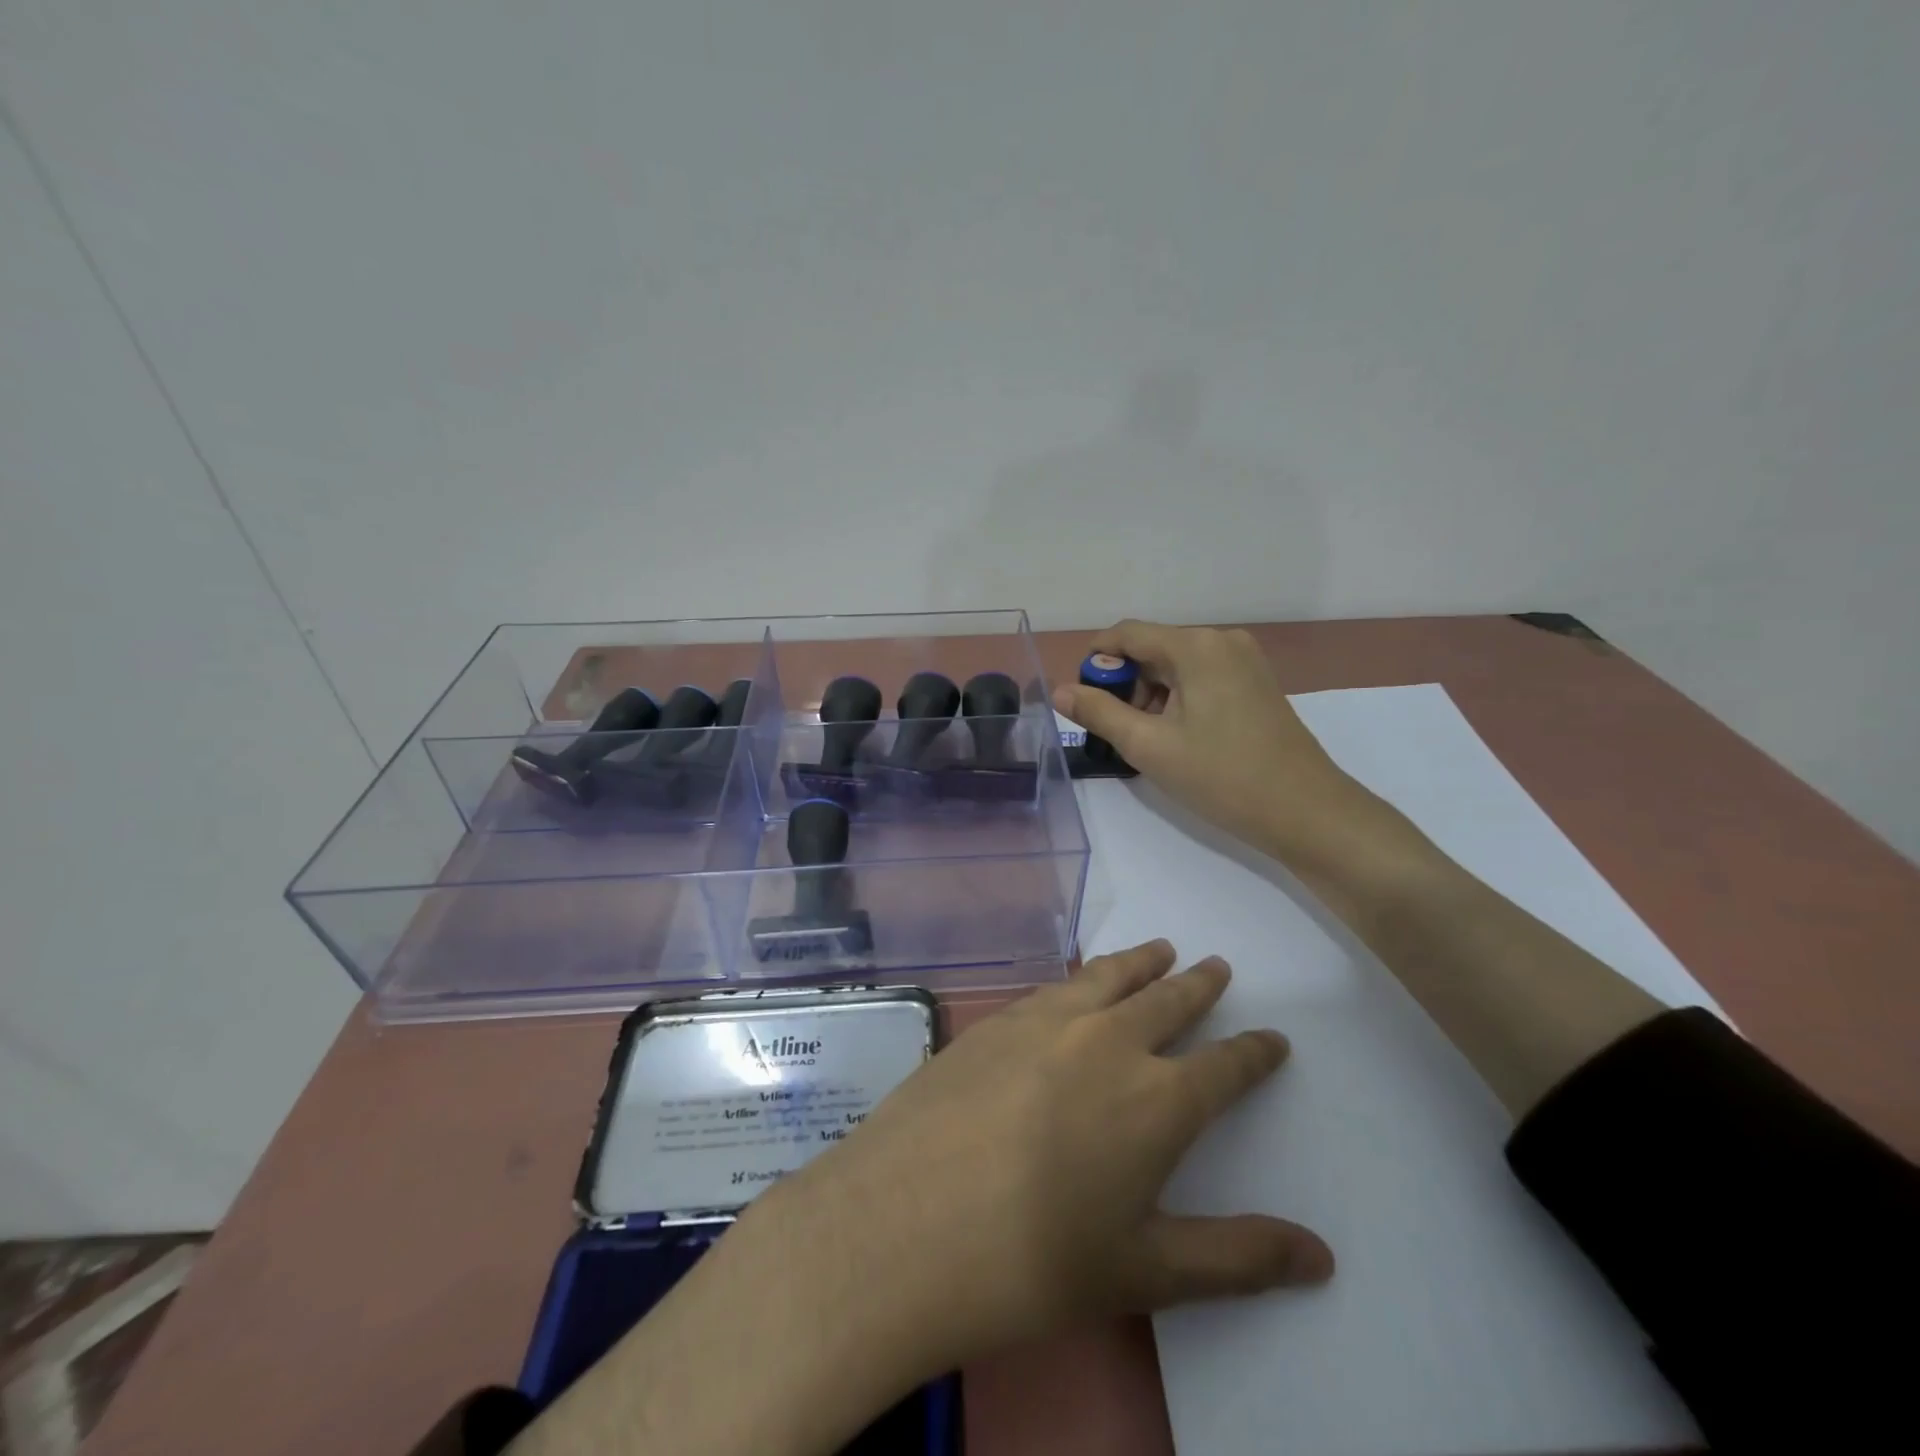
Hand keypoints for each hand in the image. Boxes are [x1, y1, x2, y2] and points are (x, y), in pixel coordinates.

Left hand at [740, 941, 1332, 1381]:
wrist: (905, 1223)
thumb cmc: (1034, 1262)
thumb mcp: (1145, 1272)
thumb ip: (1238, 1259)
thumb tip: (1323, 1258)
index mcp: (1156, 1100)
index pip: (1225, 1066)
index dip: (1254, 1052)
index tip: (1273, 1037)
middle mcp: (1107, 1042)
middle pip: (1167, 1000)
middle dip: (1198, 984)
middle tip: (1216, 965)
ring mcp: (1045, 1021)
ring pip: (1109, 977)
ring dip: (1141, 962)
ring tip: (1160, 949)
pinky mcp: (995, 1020)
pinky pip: (1055, 986)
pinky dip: (1082, 976)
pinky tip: (1078, 983)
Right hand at [1054, 620, 1374, 863]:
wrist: (1306, 811)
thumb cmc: (1222, 777)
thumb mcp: (1149, 746)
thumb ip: (1099, 712)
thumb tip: (1059, 691)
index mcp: (1196, 646)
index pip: (1126, 634)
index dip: (1095, 661)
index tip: (1082, 701)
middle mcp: (1221, 641)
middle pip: (1152, 649)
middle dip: (1125, 685)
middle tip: (1119, 733)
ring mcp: (1244, 661)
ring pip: (1175, 666)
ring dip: (1151, 696)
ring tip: (1150, 743)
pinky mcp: (1256, 683)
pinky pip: (1200, 679)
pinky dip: (1178, 701)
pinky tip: (1179, 739)